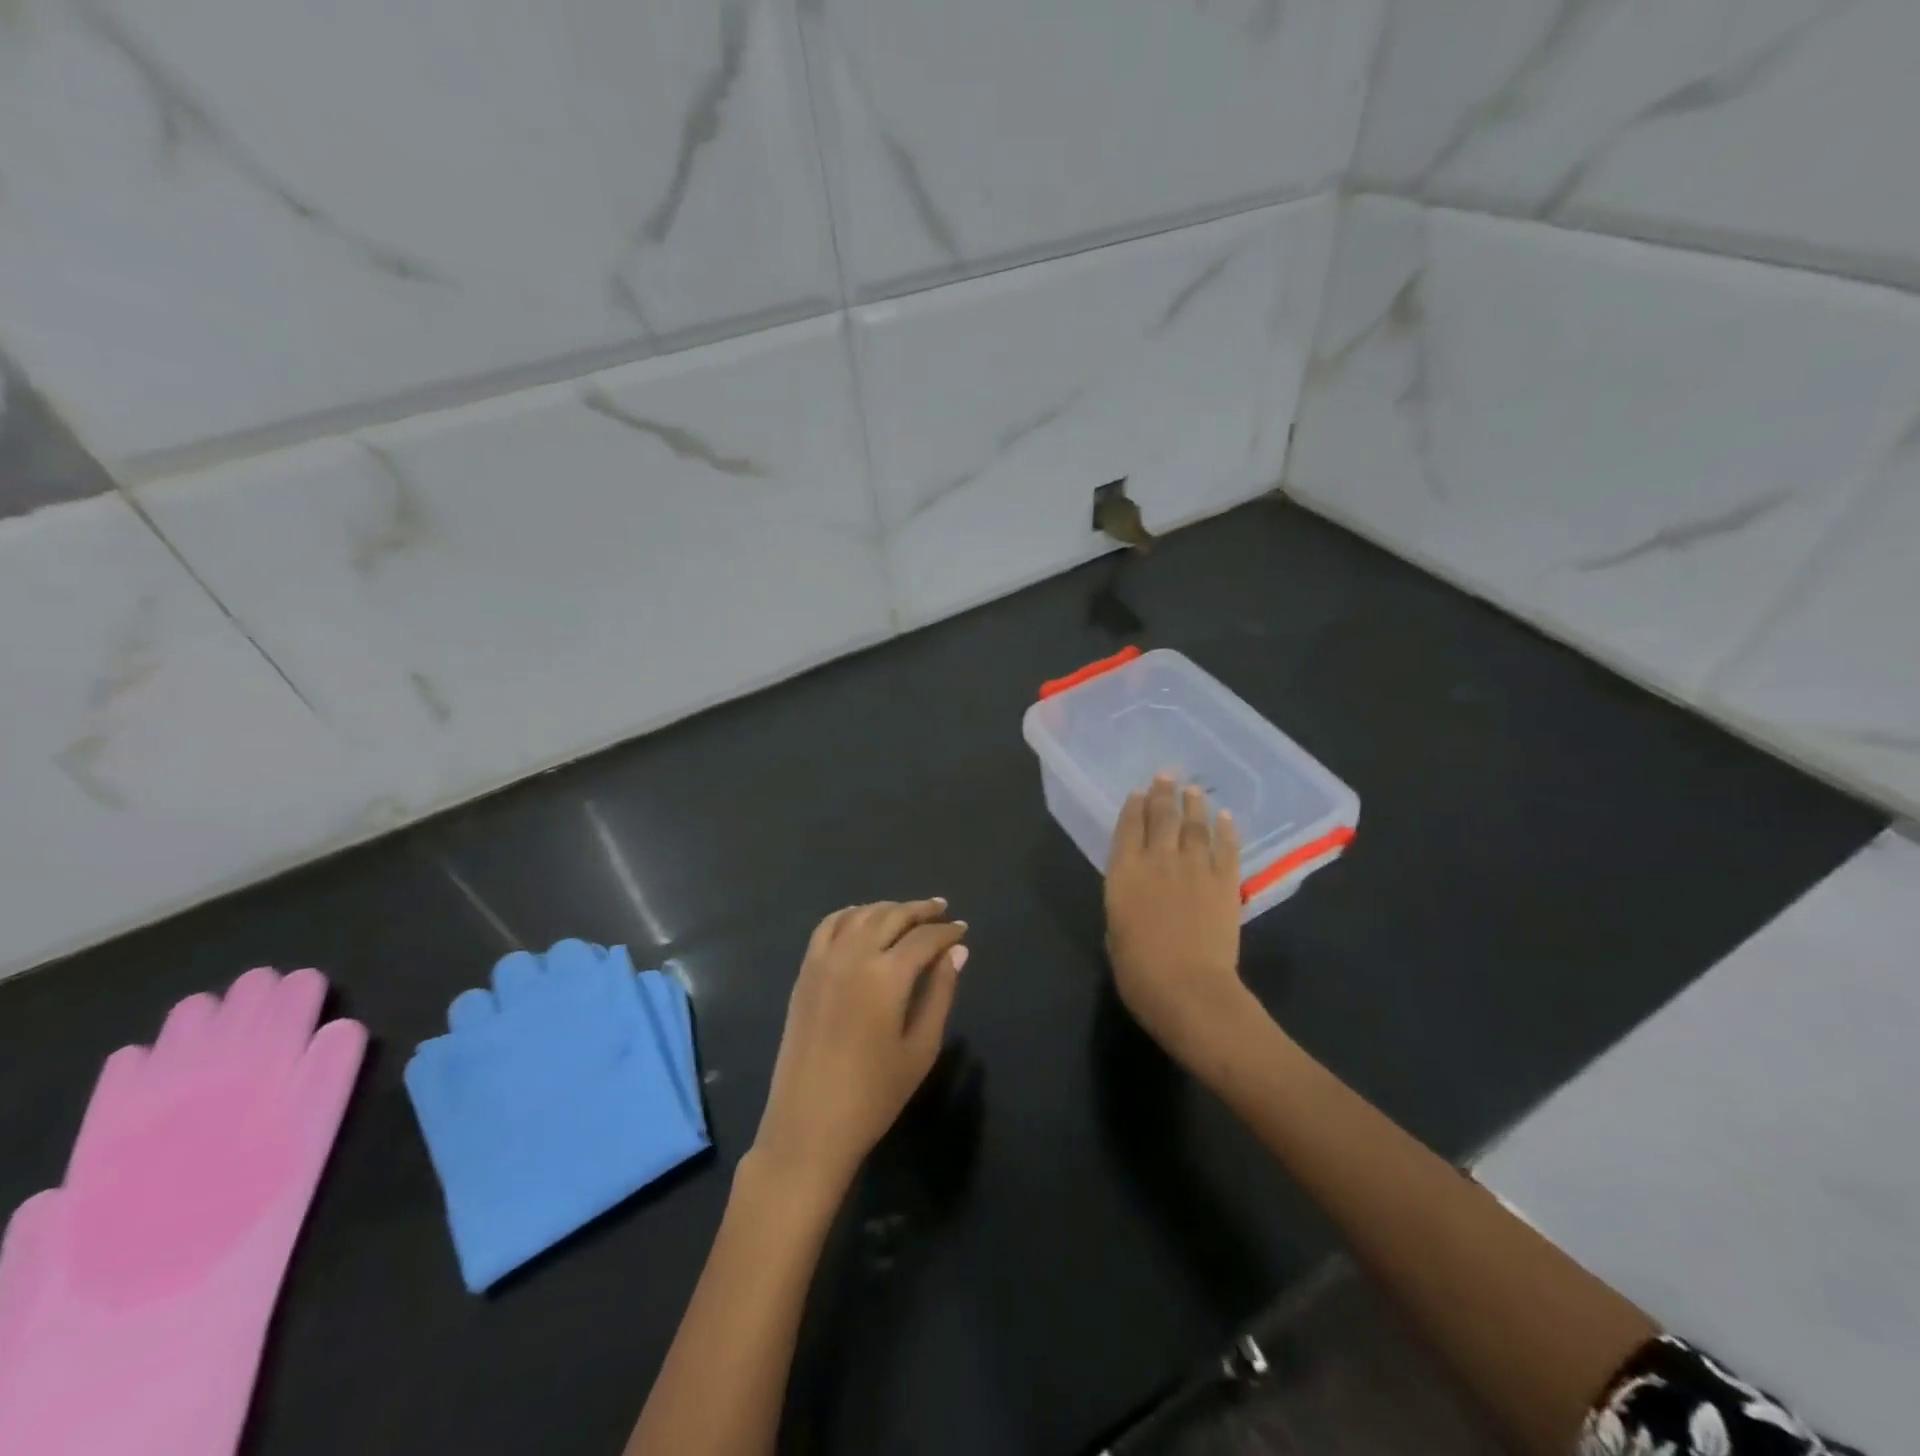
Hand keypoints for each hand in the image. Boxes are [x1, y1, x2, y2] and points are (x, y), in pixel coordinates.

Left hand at [752, 900, 968, 1194]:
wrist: (809, 1126)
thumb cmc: (874, 1095)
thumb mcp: (920, 1047)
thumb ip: (940, 993)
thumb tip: (957, 952)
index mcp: (886, 976)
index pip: (924, 938)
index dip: (947, 932)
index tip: (962, 930)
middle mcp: (853, 956)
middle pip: (892, 916)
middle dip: (921, 910)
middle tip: (942, 910)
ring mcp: (823, 962)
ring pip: (860, 915)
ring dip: (888, 909)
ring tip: (908, 913)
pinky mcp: (805, 973)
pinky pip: (827, 927)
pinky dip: (849, 914)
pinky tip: (862, 919)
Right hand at [1104, 775, 1250, 1062]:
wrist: (1188, 988)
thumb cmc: (1139, 971)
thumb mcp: (1115, 933)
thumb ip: (1124, 905)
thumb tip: (1136, 895)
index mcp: (1124, 873)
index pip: (1128, 828)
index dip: (1133, 807)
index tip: (1137, 792)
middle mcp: (1158, 860)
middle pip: (1161, 817)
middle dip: (1162, 794)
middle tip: (1166, 775)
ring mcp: (1194, 868)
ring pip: (1194, 826)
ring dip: (1193, 805)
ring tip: (1193, 789)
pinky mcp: (1225, 883)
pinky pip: (1226, 849)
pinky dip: (1226, 831)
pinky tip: (1225, 817)